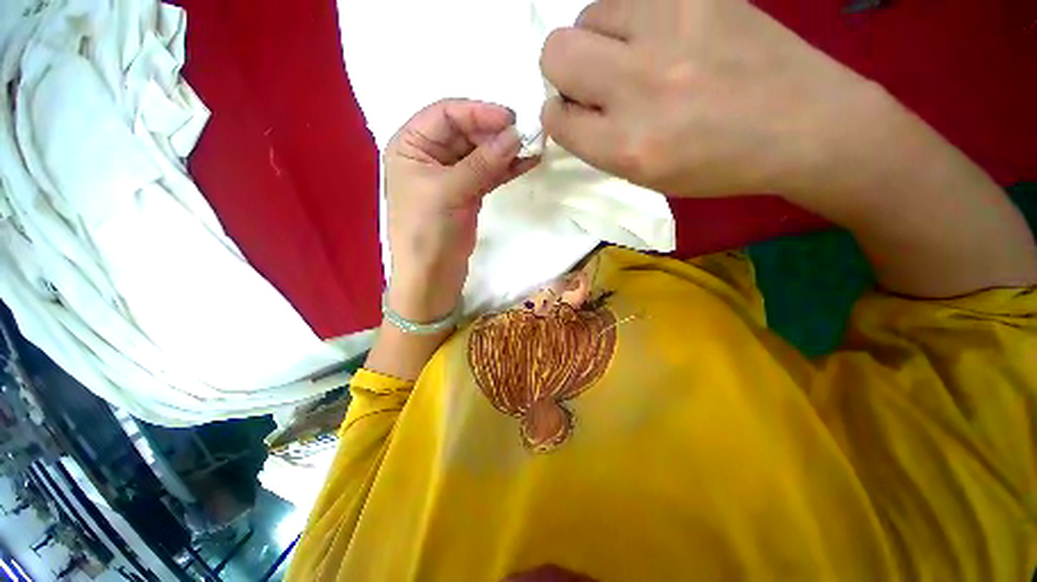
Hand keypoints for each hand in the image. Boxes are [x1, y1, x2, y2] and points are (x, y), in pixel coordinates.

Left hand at [383, 99, 538, 321]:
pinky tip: (528, 163)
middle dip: (495, 132)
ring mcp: (451, 175)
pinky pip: (489, 174)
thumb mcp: (449, 192)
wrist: (432, 277)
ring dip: (505, 150)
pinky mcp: (468, 193)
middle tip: (525, 135)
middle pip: (466, 132)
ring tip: (533, 146)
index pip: (445, 114)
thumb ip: (482, 163)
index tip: (510, 119)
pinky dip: (506, 169)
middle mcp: (429, 155)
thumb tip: (515, 134)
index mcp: (410, 145)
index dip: (478, 112)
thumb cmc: (426, 232)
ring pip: (480, 153)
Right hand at [539, 0, 880, 197]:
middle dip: (563, 70)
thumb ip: (599, 144)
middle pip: (556, 51)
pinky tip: (661, 33)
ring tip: (634, 55)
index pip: (557, 118)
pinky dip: (631, 15)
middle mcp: (639, 85)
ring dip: (598, 39)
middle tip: (595, 81)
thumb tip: (569, 109)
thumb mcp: (646, 176)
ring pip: (588, 14)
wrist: (803, 124)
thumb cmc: (718, 165)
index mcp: (627, 146)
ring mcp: (670, 27)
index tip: (575, 113)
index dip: (559, 115)